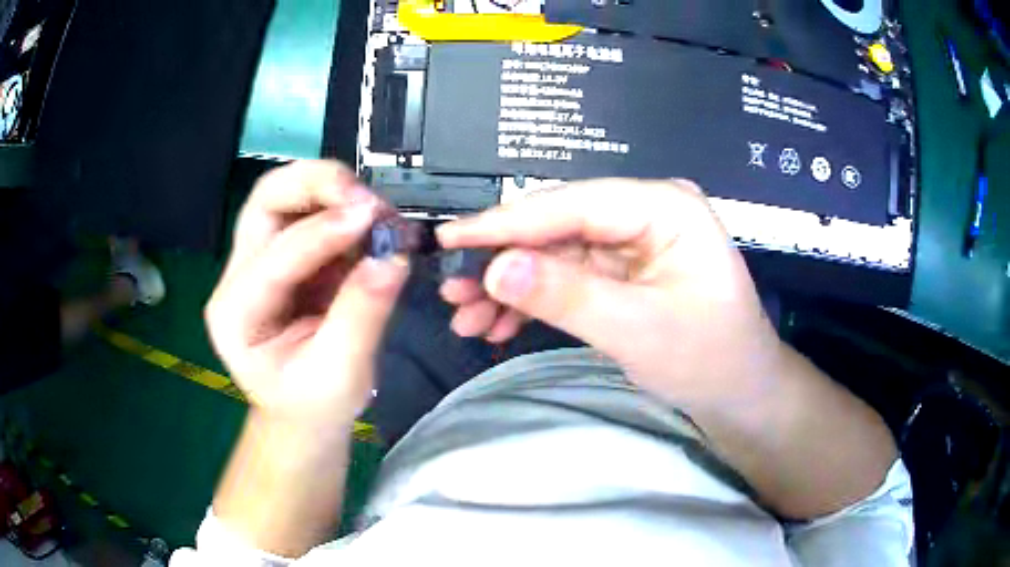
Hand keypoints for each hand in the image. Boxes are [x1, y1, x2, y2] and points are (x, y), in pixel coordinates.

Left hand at [205, 161, 408, 425]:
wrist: (303, 414)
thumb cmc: (314, 406)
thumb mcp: (340, 374)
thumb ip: (363, 314)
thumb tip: (394, 256)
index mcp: (235, 315)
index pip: (275, 256)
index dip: (323, 232)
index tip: (373, 218)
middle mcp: (238, 277)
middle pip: (265, 200)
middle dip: (315, 184)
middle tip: (364, 196)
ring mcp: (259, 260)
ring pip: (284, 195)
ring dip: (331, 190)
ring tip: (374, 210)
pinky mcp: (286, 255)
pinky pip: (309, 212)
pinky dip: (342, 208)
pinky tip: (370, 224)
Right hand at [437, 179, 781, 406]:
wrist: (740, 393)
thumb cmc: (709, 359)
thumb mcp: (638, 331)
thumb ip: (566, 295)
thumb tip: (495, 268)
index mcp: (664, 207)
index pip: (572, 204)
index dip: (506, 222)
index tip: (449, 239)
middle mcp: (646, 212)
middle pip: (558, 228)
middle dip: (503, 264)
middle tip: (453, 294)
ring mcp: (634, 241)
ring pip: (556, 255)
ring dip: (511, 287)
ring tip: (467, 319)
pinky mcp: (624, 270)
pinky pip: (569, 278)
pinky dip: (535, 302)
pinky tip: (500, 326)